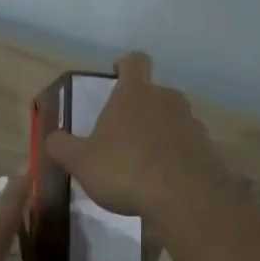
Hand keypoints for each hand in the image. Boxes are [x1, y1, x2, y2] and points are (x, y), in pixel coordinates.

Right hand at [44, 52, 226, 216]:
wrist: (185, 199)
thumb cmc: (125, 169)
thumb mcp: (80, 161)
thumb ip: (61, 146)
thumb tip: (52, 138)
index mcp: (135, 93)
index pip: (134, 61)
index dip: (124, 64)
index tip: (116, 74)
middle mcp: (167, 100)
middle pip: (154, 93)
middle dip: (138, 108)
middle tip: (121, 131)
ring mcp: (192, 124)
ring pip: (171, 120)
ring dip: (157, 134)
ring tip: (141, 161)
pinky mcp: (207, 151)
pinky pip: (186, 147)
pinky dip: (174, 157)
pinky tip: (161, 181)